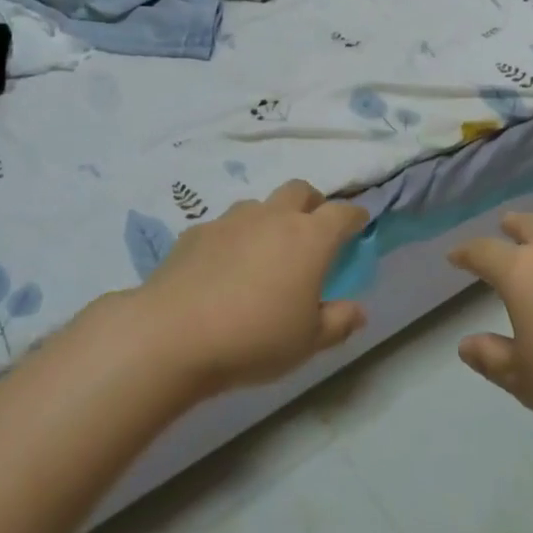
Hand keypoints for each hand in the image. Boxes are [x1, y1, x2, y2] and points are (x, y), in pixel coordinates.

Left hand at [134, 179, 369, 395]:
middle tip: (313, 230)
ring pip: (260, 205)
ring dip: (271, 218)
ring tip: (265, 251)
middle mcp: (273, 217)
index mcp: (310, 238)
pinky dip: (234, 238)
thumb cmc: (254, 338)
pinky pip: (225, 226)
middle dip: (313, 203)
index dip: (355, 216)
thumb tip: (358, 311)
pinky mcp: (196, 232)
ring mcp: (231, 220)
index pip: (343, 213)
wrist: (172, 335)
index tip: (359, 223)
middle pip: (300, 190)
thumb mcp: (307, 342)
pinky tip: (223, 268)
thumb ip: (338, 322)